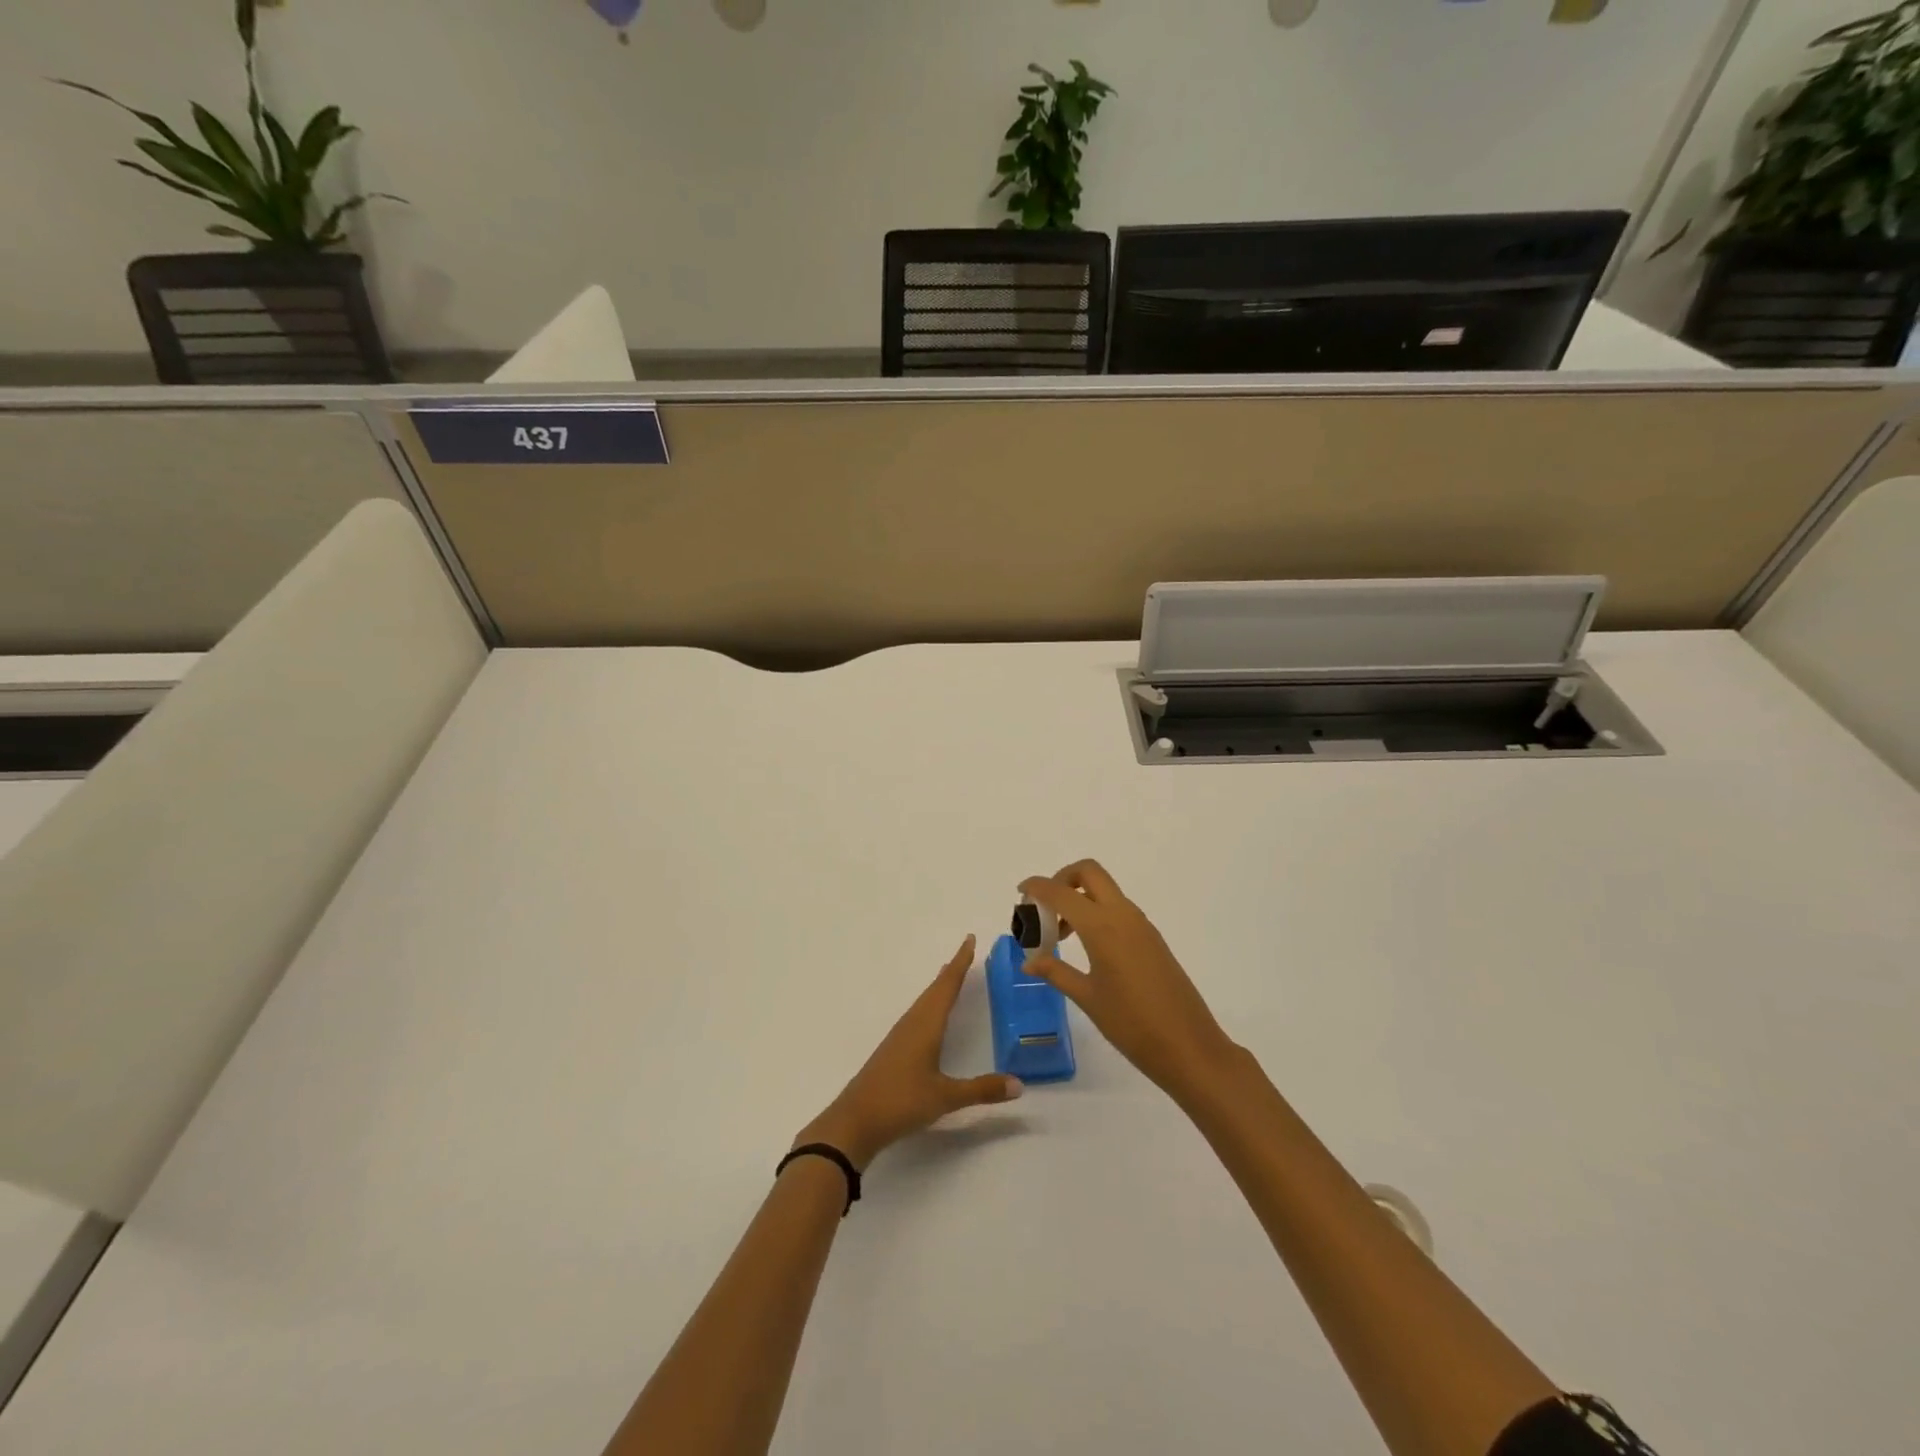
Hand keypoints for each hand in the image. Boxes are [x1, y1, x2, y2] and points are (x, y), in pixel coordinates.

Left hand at [795, 935, 1022, 1168]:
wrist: (854, 1122)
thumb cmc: (901, 1101)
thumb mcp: (945, 1097)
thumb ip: (982, 1090)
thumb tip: (1019, 1084)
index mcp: (926, 1024)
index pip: (947, 986)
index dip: (960, 963)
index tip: (969, 939)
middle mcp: (912, 1023)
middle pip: (935, 989)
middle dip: (952, 971)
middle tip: (966, 953)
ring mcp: (900, 1037)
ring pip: (924, 1002)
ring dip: (939, 987)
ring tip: (950, 976)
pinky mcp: (893, 1051)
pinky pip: (917, 1016)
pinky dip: (929, 1005)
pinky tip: (929, 1017)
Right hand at [1019, 860, 1235, 1099]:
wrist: (1189, 1047)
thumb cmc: (1132, 1025)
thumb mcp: (1087, 998)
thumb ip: (1056, 972)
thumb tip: (1028, 962)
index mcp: (1102, 927)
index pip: (1062, 892)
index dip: (1038, 886)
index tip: (1021, 892)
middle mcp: (1122, 915)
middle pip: (1089, 872)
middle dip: (1062, 878)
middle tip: (1044, 907)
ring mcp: (1141, 925)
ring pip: (1105, 890)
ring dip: (1079, 898)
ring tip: (1060, 935)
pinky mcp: (1151, 938)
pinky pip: (1118, 909)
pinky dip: (1096, 913)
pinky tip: (1087, 947)